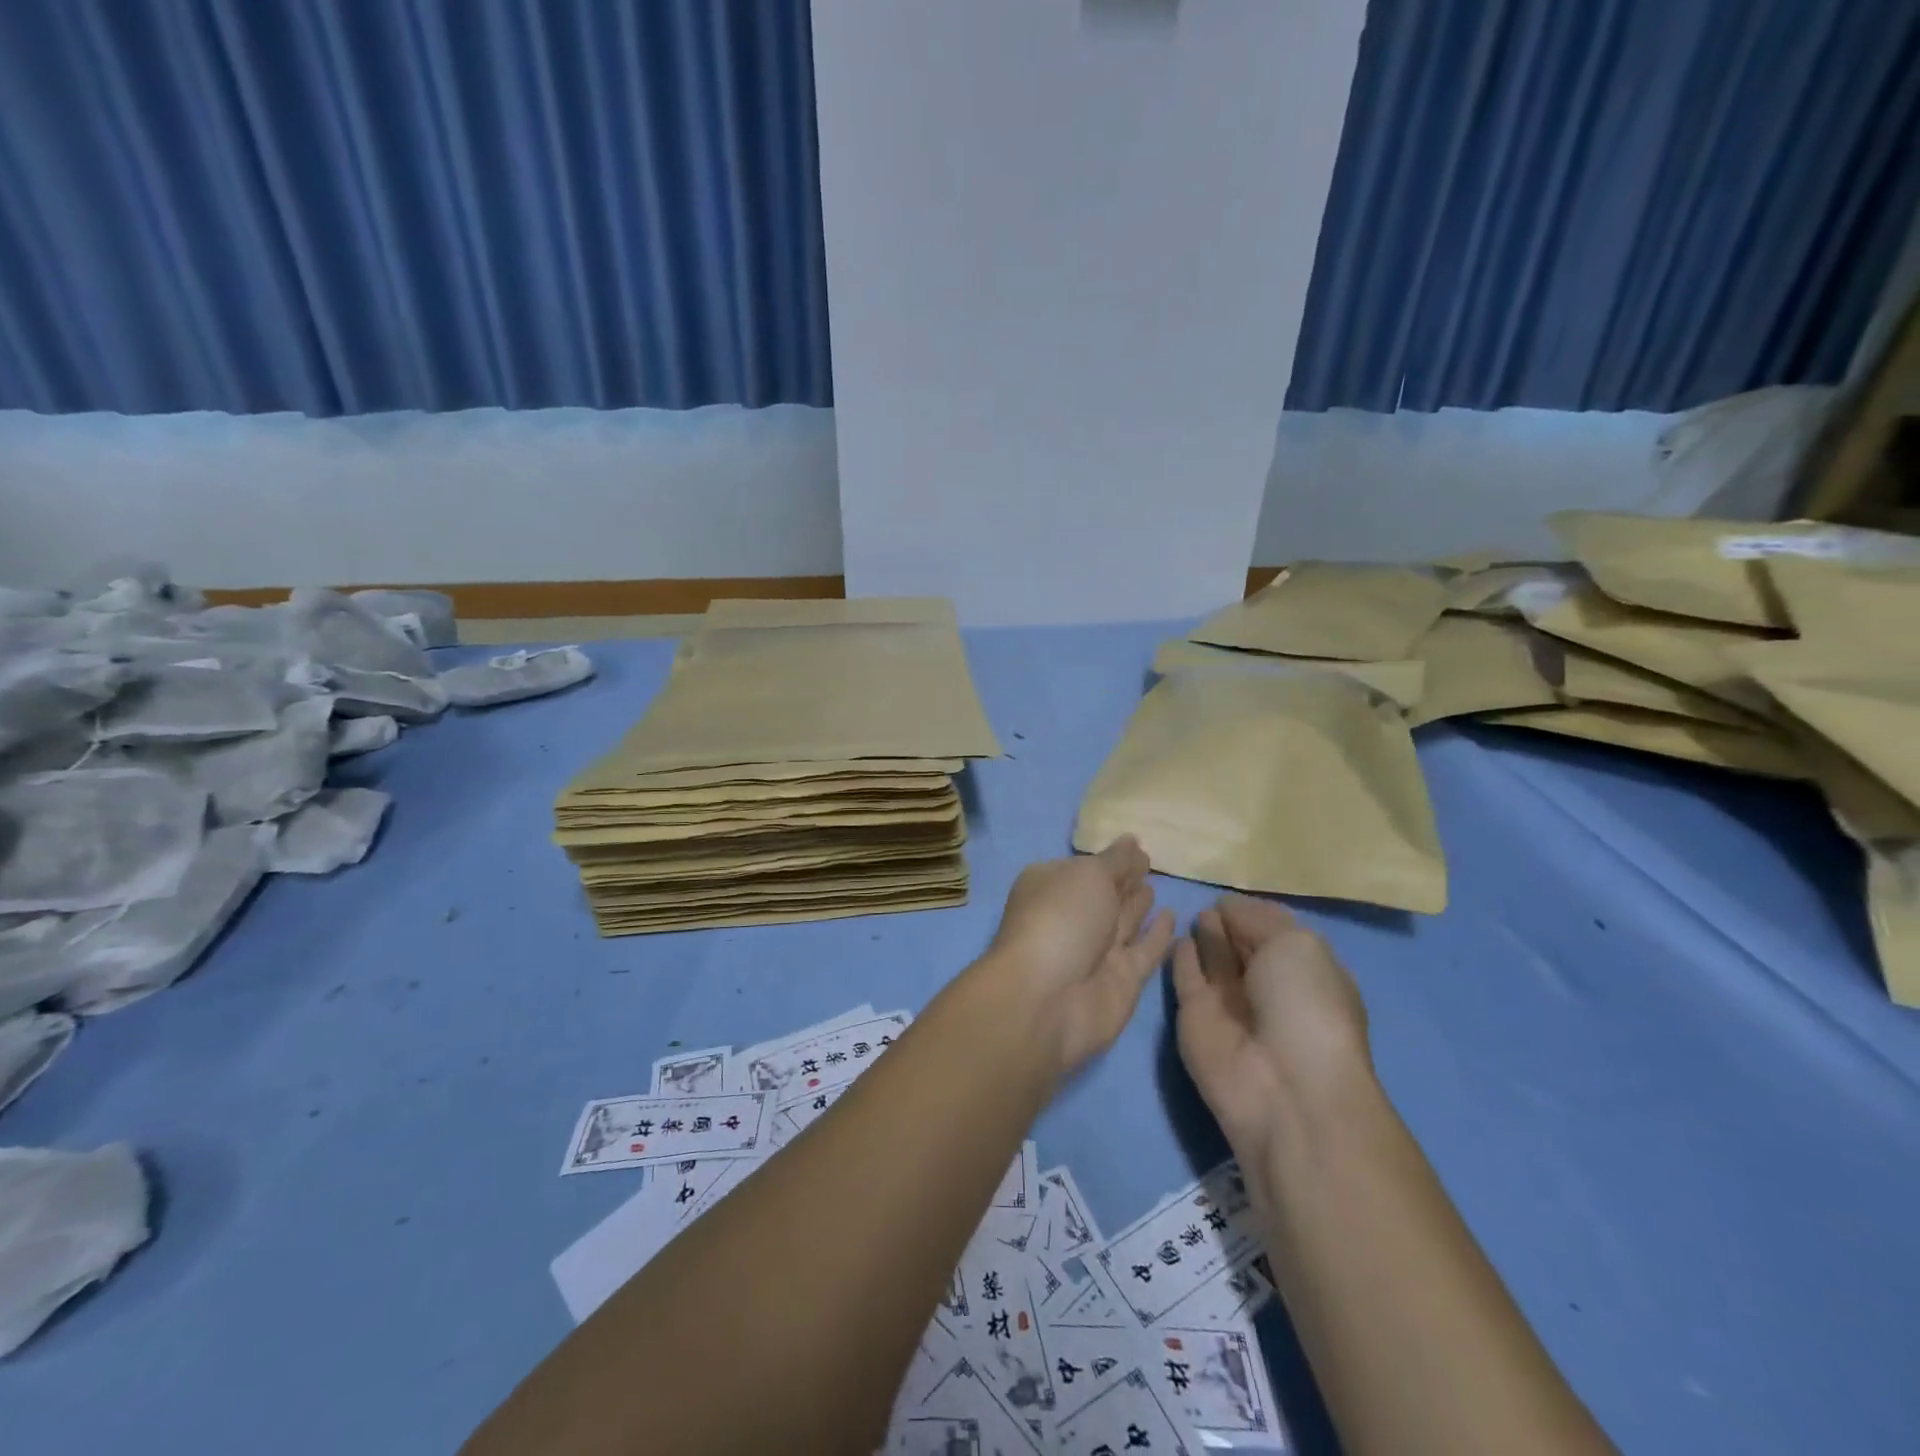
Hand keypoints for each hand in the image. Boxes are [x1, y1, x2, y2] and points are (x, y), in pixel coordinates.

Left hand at [981, 837, 1175, 1077]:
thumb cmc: (1062, 918)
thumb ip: (1116, 860)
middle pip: (1103, 894)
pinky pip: (1144, 951)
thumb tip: (1131, 841)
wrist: (1050, 999)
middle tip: (1149, 862)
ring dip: (1138, 904)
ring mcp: (1096, 950)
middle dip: (1123, 879)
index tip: (1135, 846)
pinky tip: (1171, 917)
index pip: (1084, 867)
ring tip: (1156, 885)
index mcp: (1052, 886)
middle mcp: (1072, 917)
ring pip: (1123, 921)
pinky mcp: (1121, 979)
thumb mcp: (1089, 874)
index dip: (1108, 858)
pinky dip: (1157, 935)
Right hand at [1172, 894, 1372, 1151]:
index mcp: (1306, 972)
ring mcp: (1230, 1005)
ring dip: (1207, 935)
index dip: (1256, 913)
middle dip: (1230, 922)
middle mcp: (1269, 988)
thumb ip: (1257, 919)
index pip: (1277, 933)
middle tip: (1208, 897)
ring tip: (1194, 910)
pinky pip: (1185, 978)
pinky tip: (1175, 934)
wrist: (1282, 1086)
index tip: (1232, 891)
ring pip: (1214, 960)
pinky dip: (1180, 956)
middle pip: (1244, 945)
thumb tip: (1226, 908)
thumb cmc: (1305, 1005)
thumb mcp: (1297, 944)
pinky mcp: (1194, 1019)